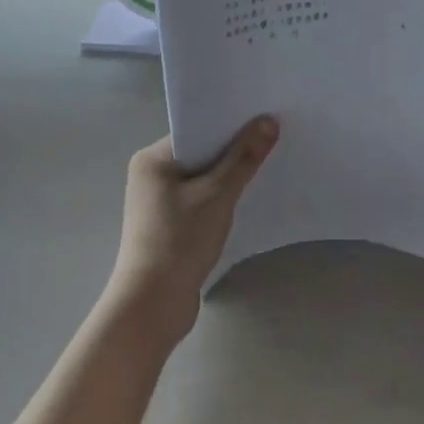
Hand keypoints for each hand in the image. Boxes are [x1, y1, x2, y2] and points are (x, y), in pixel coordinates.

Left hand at [106, 116, 278, 349]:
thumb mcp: (217, 194)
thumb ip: (244, 157)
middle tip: (272, 139)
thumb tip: (269, 121)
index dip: (229, 124)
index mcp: (152, 159)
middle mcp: (151, 175)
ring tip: (266, 166)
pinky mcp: (168, 225)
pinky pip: (199, 199)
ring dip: (228, 176)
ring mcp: (158, 202)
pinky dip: (220, 198)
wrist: (153, 305)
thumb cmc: (179, 240)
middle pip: (200, 152)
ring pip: (201, 178)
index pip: (195, 129)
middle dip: (233, 149)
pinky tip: (246, 199)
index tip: (263, 118)